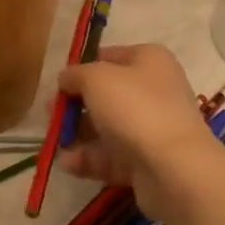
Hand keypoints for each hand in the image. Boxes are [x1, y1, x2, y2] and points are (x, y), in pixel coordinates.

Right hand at [58, 43, 222, 220]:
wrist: (174, 167)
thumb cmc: (134, 108)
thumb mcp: (95, 78)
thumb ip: (75, 74)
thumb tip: (66, 79)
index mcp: (149, 61)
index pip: (109, 57)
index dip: (82, 68)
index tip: (59, 84)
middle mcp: (155, 90)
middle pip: (107, 95)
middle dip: (76, 106)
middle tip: (50, 115)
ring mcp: (152, 128)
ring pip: (108, 128)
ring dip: (79, 135)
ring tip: (54, 143)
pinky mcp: (148, 161)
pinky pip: (113, 157)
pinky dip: (89, 159)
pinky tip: (67, 164)